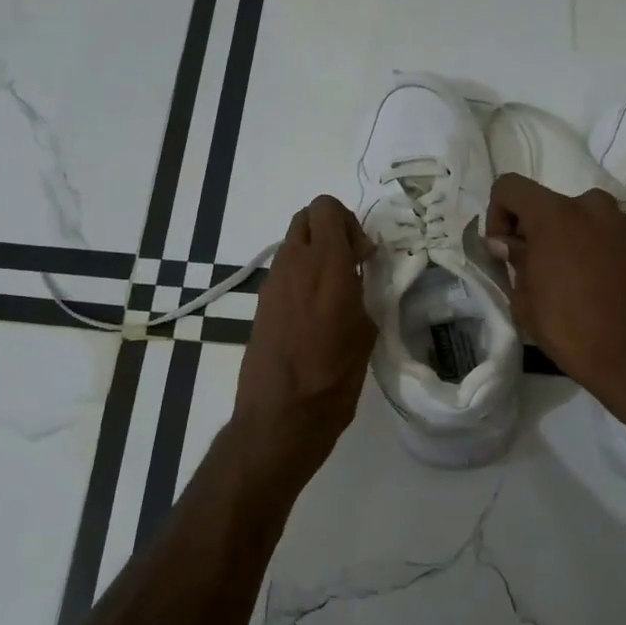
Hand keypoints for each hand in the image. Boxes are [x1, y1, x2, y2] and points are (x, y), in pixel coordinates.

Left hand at [233, 196, 377, 467]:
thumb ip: (361, 293)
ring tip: (334, 291)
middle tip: (350, 263)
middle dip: (330, 230)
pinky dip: (300, 275)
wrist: (281, 416)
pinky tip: (314, 312)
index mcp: (327, 267)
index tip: (363, 255)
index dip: (348, 222)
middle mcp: (295, 265)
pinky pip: (283, 271)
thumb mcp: (365, 333)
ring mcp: (272, 283)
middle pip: (306, 217)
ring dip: (314, 252)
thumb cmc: (333, 378)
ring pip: (293, 243)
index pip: (326, 208)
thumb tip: (355, 277)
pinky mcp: (261, 303)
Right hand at [485, 173, 625, 415]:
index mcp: (555, 214)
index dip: (497, 214)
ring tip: (565, 282)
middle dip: (533, 231)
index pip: (510, 187)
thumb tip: (508, 244)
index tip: (503, 251)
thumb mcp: (526, 301)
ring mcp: (623, 222)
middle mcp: (591, 205)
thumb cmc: (572, 330)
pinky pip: (604, 235)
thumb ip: (515, 261)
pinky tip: (593, 287)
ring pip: (578, 219)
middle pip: (547, 204)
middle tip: (532, 270)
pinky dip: (591, 250)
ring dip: (564, 240)